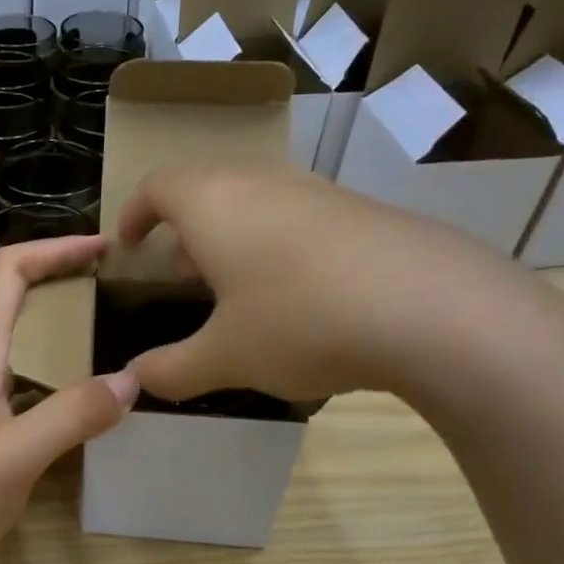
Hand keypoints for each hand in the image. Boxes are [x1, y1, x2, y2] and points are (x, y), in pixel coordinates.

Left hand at [0, 235, 138, 563]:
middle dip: (66, 277)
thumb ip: (72, 415)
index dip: (54, 248)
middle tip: (120, 285)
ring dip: (65, 321)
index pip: (10, 272)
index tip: (104, 248)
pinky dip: (62, 364)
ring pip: (25, 336)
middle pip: (18, 295)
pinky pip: (29, 373)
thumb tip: (130, 381)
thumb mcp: (17, 454)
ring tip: (115, 328)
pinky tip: (89, 388)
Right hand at [117, 165, 531, 401]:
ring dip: (233, 238)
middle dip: (185, 230)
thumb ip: (171, 368)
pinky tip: (299, 297)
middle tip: (180, 275)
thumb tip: (136, 379)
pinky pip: (300, 218)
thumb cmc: (301, 322)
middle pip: (208, 190)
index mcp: (214, 204)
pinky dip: (278, 246)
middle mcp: (263, 184)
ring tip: (235, 289)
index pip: (159, 186)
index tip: (128, 244)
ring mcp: (319, 193)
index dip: (135, 212)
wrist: (435, 310)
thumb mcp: (225, 357)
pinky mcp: (363, 212)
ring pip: (256, 203)